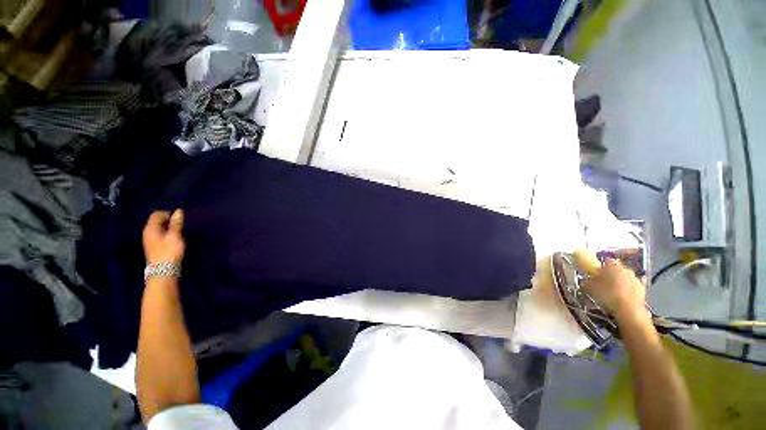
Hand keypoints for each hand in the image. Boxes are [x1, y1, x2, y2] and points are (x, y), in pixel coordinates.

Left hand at [143, 210, 184, 265]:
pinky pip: (159, 234)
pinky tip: (174, 238)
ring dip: (168, 227)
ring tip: (179, 231)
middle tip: (181, 224)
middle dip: (168, 220)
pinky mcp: (153, 246)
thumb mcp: (175, 236)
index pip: (157, 214)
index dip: (168, 213)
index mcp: (151, 228)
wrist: (163, 271)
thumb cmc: (169, 251)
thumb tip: (178, 211)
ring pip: (159, 228)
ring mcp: (149, 240)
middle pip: (157, 221)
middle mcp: (147, 232)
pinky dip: (167, 233)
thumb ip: (176, 223)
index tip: (179, 217)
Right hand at [582, 259, 648, 322]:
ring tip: (614, 292)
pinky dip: (628, 290)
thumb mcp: (590, 287)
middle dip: (612, 274)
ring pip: (626, 278)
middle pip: (618, 269)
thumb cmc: (607, 295)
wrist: (628, 310)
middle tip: (605, 282)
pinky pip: (632, 286)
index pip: (607, 261)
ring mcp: (636, 279)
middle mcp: (626, 269)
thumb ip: (589, 280)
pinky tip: (622, 297)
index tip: (597, 273)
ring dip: (621, 282)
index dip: (601, 266)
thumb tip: (588, 279)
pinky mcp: (643, 289)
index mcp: (613, 266)